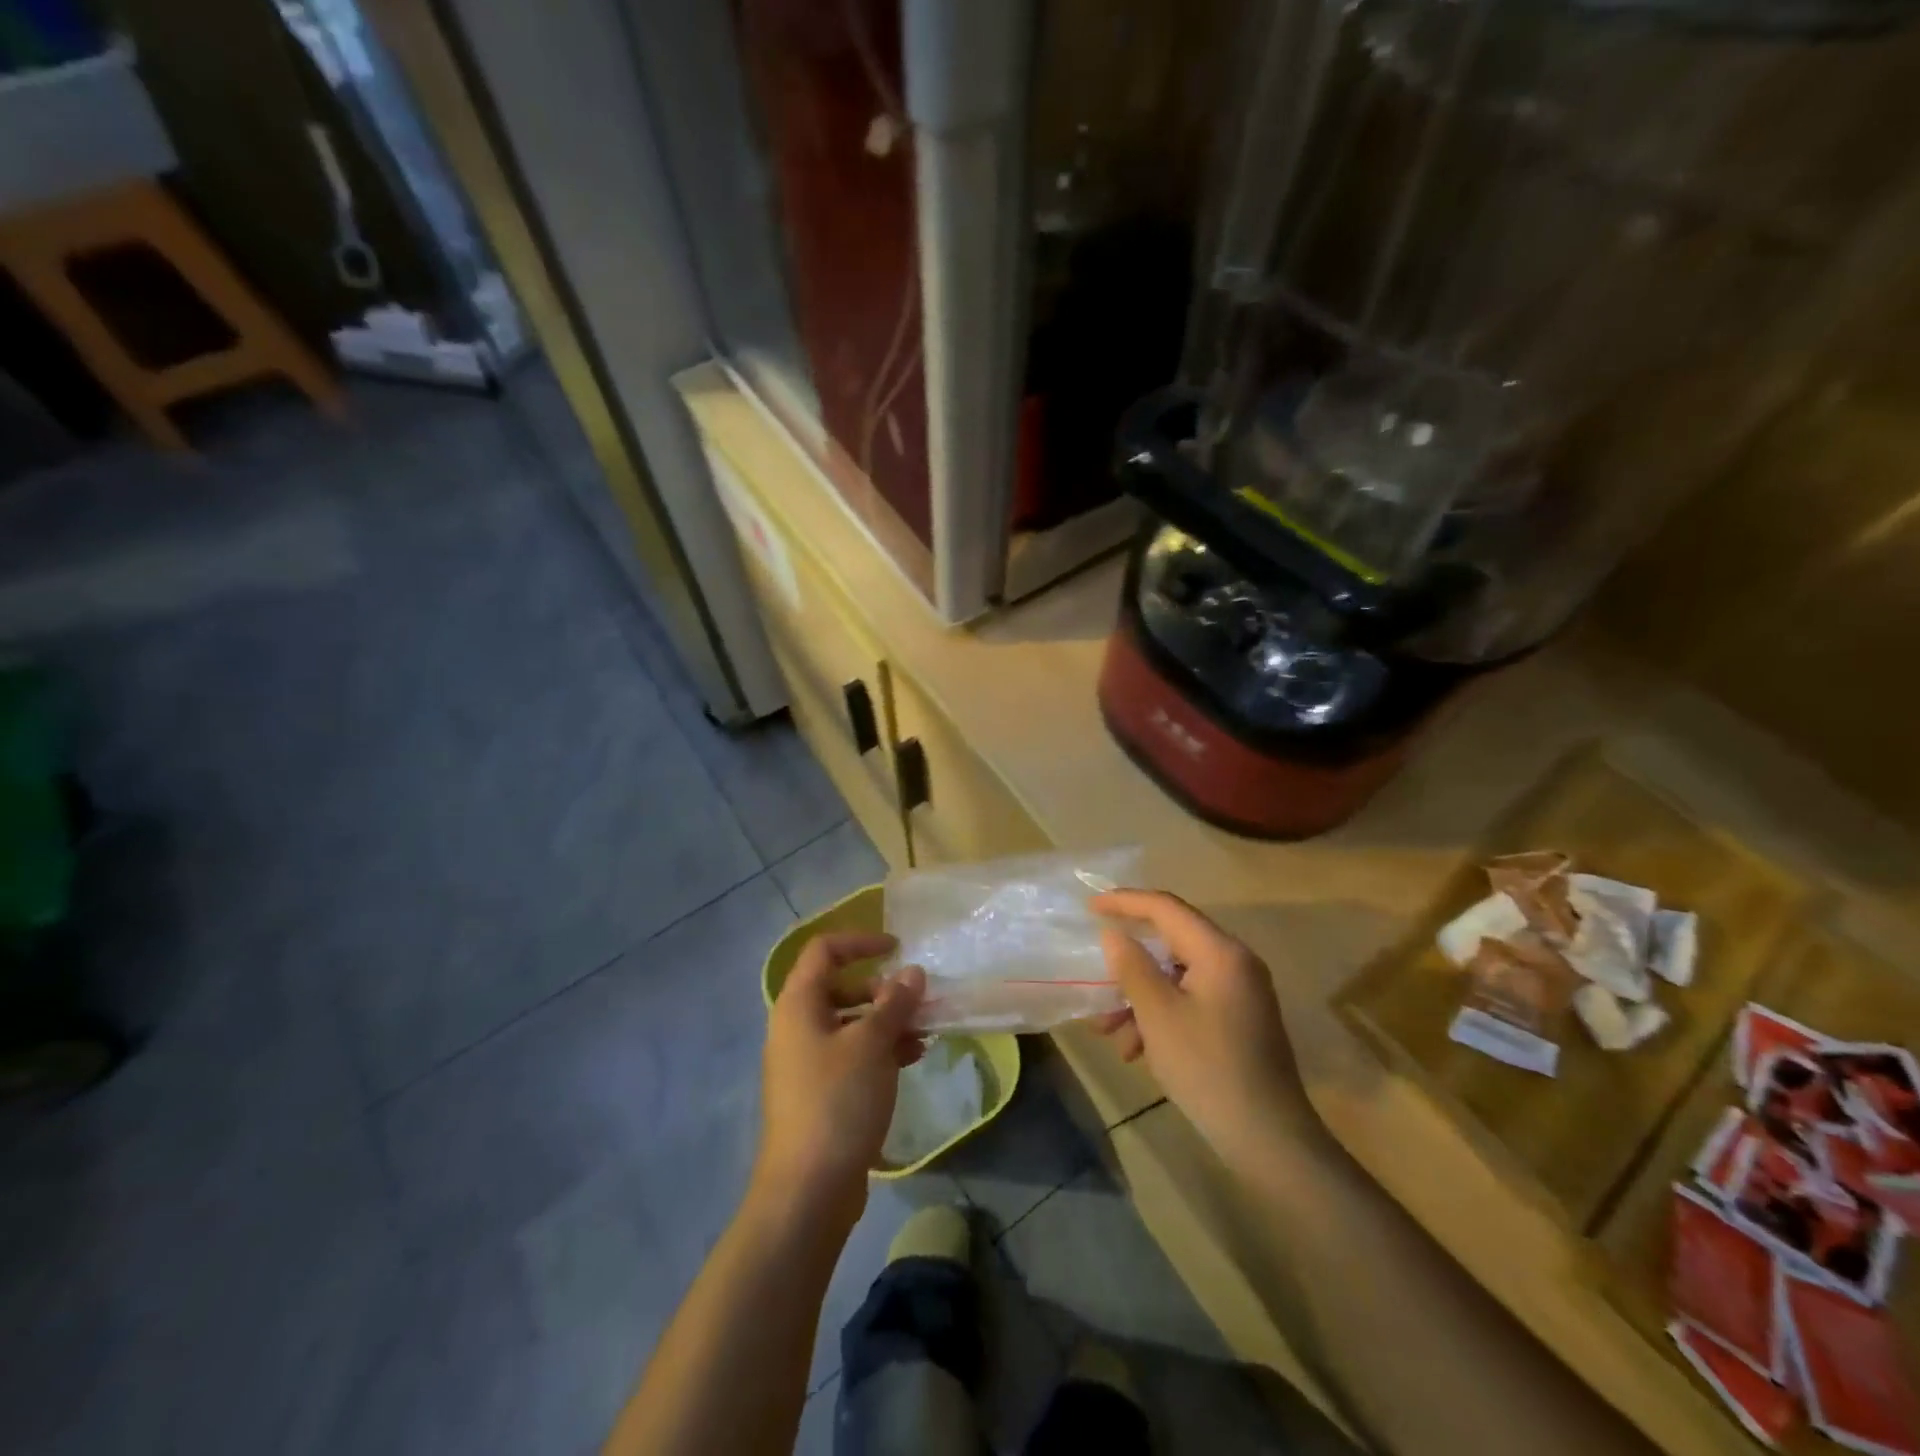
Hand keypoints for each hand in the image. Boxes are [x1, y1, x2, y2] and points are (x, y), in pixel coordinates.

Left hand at [757, 932, 925, 1221]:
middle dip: (882, 988)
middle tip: (917, 1000)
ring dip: (887, 1021)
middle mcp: (797, 1026)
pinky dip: (880, 1049)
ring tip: (924, 1032)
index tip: (898, 947)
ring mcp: (806, 1062)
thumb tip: (912, 973)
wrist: (807, 1189)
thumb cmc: (837, 1101)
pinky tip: (912, 1058)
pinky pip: (852, 1054)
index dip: (860, 941)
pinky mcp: (820, 1092)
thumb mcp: (872, 1044)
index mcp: (798, 1005)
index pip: (824, 950)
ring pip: (850, 1023)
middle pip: (840, 986)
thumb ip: (894, 1003)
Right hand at [1089, 890, 1313, 1170]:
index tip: (1089, 906)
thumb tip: (1114, 935)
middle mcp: (1235, 963)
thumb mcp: (1158, 1015)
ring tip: (1110, 1033)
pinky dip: (1161, 1015)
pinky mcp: (1240, 1020)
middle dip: (1128, 966)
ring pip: (1177, 977)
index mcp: (1220, 952)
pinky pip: (1191, 1000)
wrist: (1269, 1140)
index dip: (1125, 902)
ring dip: (1140, 998)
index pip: (1166, 907)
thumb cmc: (1208, 1069)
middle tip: (1096, 983)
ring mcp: (1240, 993)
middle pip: (1170, 944)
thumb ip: (1132, 967)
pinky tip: (1138, 1051)